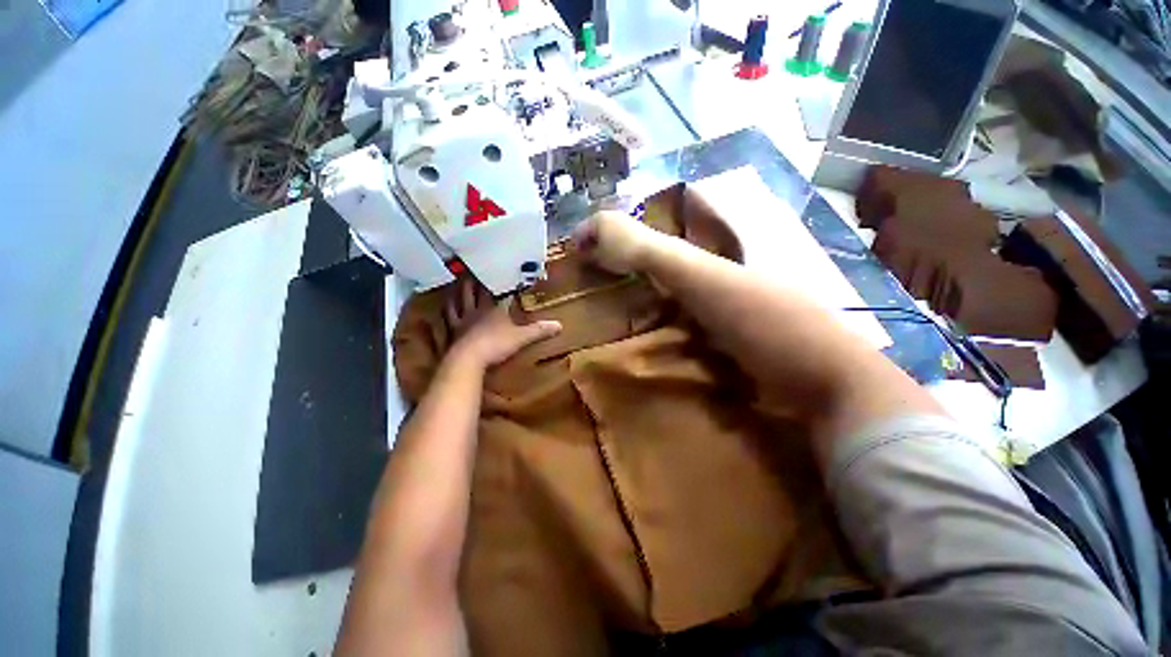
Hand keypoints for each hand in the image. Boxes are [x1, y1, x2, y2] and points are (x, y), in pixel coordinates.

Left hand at [444, 279, 561, 367]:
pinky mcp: (453, 331)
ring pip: (459, 299)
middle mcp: (477, 309)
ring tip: (458, 281)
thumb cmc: (497, 344)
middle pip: (475, 290)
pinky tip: (444, 305)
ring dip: (459, 290)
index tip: (505, 274)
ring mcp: (463, 319)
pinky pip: (449, 316)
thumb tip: (560, 325)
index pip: (499, 292)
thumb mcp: (522, 337)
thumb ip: (539, 330)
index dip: (502, 283)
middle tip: (475, 268)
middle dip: (476, 280)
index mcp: (495, 308)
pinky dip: (447, 309)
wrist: (469, 358)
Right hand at [571, 210, 664, 274]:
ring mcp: (623, 217)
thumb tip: (583, 253)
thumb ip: (588, 255)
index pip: (579, 230)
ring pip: (606, 229)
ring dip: (601, 240)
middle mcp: (609, 214)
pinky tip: (616, 251)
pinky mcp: (635, 224)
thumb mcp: (600, 258)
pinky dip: (613, 240)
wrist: (653, 251)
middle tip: (587, 255)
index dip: (575, 244)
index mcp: (596, 219)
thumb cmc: (621, 254)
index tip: (576, 256)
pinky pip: (617, 232)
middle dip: (588, 241)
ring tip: (601, 255)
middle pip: (593, 227)